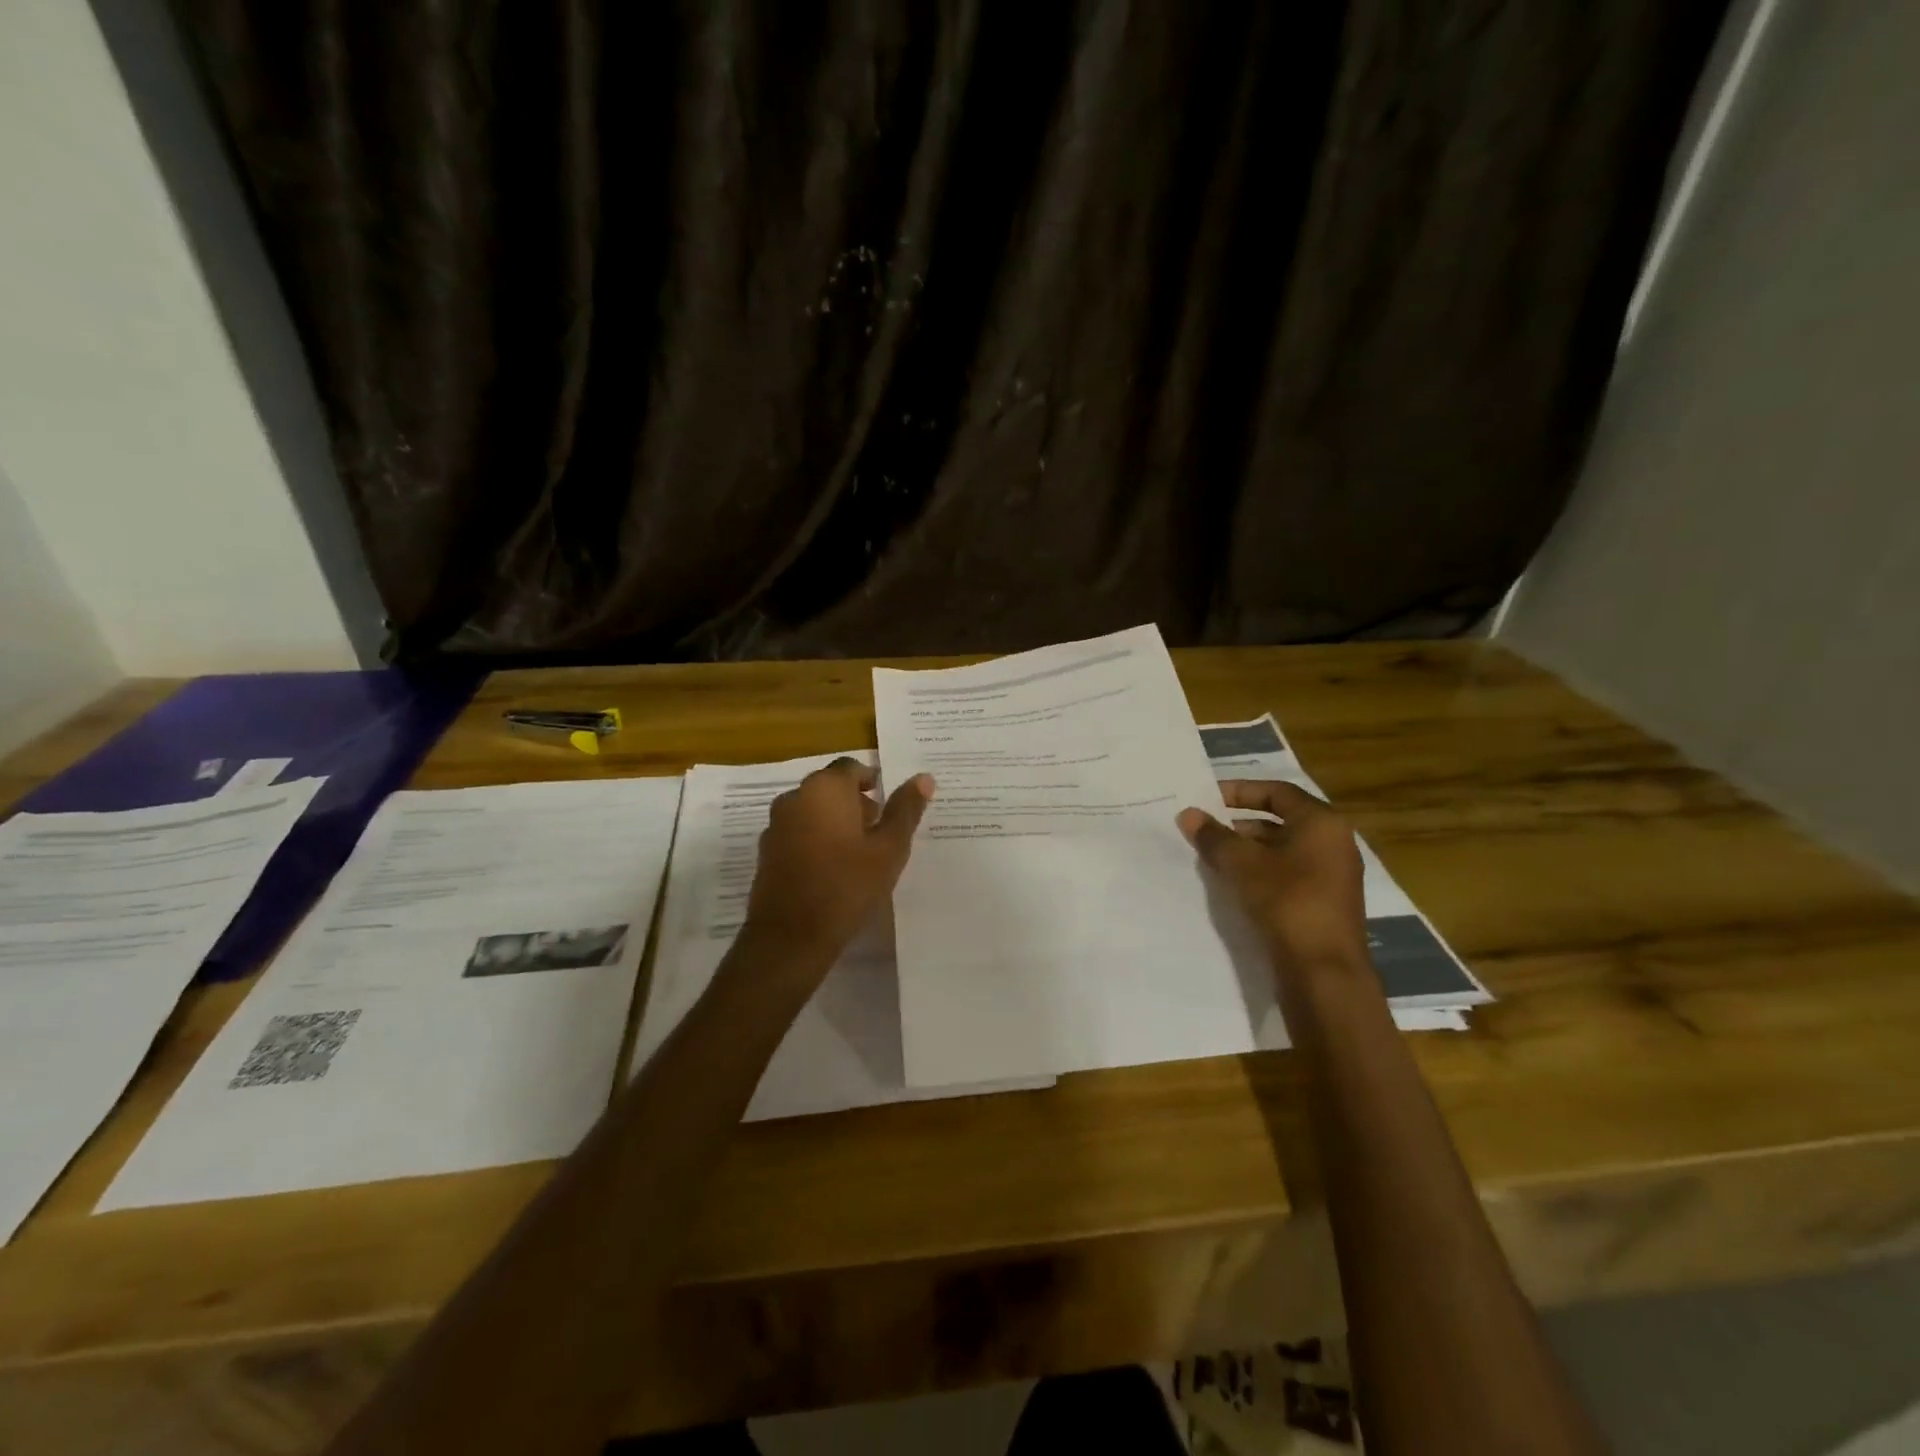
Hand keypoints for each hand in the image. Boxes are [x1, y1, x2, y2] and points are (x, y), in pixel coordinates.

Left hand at [741, 758, 933, 969]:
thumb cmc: (847, 886)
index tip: (889, 804)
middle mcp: (795, 798)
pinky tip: (833, 869)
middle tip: (881, 830)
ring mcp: (776, 825)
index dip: (872, 781)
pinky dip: (816, 840)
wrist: (790, 937)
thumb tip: (924, 777)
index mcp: (825, 789)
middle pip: (830, 787)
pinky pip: (797, 834)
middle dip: (856, 802)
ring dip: (835, 822)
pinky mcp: (766, 852)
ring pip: (812, 811)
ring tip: (860, 853)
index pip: (852, 768)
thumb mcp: (889, 849)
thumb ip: (905, 810)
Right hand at [1178, 781, 1367, 975]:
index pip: (1277, 792)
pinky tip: (1234, 884)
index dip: (1240, 791)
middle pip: (1281, 820)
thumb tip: (1188, 814)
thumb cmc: (1286, 901)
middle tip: (1206, 830)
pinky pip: (1289, 873)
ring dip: (1248, 849)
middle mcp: (1334, 842)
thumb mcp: (1241, 864)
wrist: (1324, 970)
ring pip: (1284, 849)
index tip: (1208, 798)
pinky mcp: (1326, 902)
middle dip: (1240, 823)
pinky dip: (1262, 871)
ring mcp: (1333, 874)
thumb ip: (1213, 836)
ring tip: (1213, 857)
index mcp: (1322, 822)